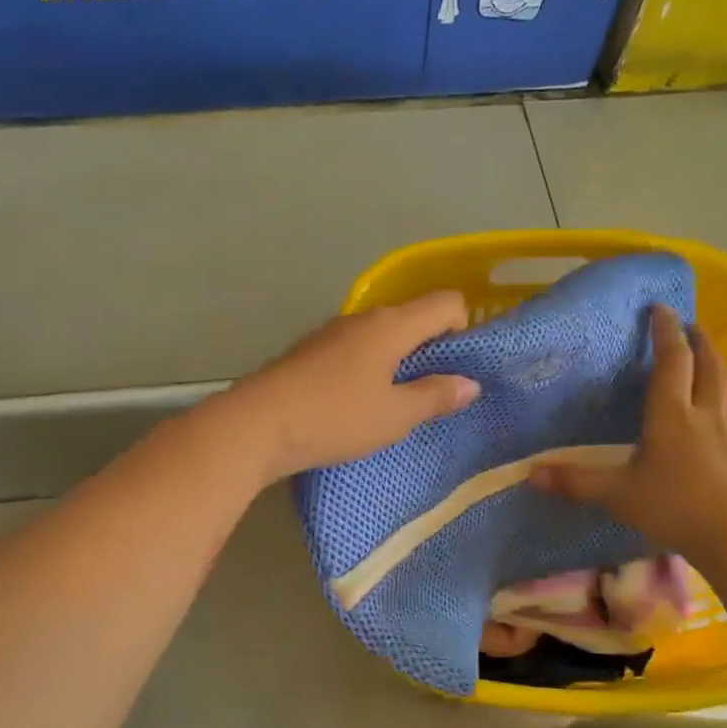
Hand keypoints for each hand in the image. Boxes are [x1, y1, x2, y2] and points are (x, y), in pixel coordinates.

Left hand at [224, 291, 480, 478]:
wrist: (256, 425)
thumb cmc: (336, 417)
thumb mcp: (395, 415)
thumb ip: (435, 396)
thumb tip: (470, 384)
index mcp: (392, 325)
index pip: (446, 303)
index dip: (464, 329)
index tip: (460, 370)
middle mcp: (362, 318)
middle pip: (412, 318)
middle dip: (431, 350)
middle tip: (434, 395)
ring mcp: (330, 333)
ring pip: (380, 337)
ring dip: (397, 363)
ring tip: (396, 405)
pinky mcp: (308, 353)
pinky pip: (353, 353)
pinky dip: (367, 371)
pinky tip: (358, 406)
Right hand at [531, 305, 726, 562]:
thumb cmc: (672, 507)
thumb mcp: (616, 494)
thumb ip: (576, 481)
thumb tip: (529, 474)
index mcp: (672, 417)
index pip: (671, 362)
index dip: (666, 333)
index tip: (662, 308)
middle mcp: (709, 419)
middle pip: (712, 370)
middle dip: (703, 345)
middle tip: (695, 330)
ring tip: (719, 386)